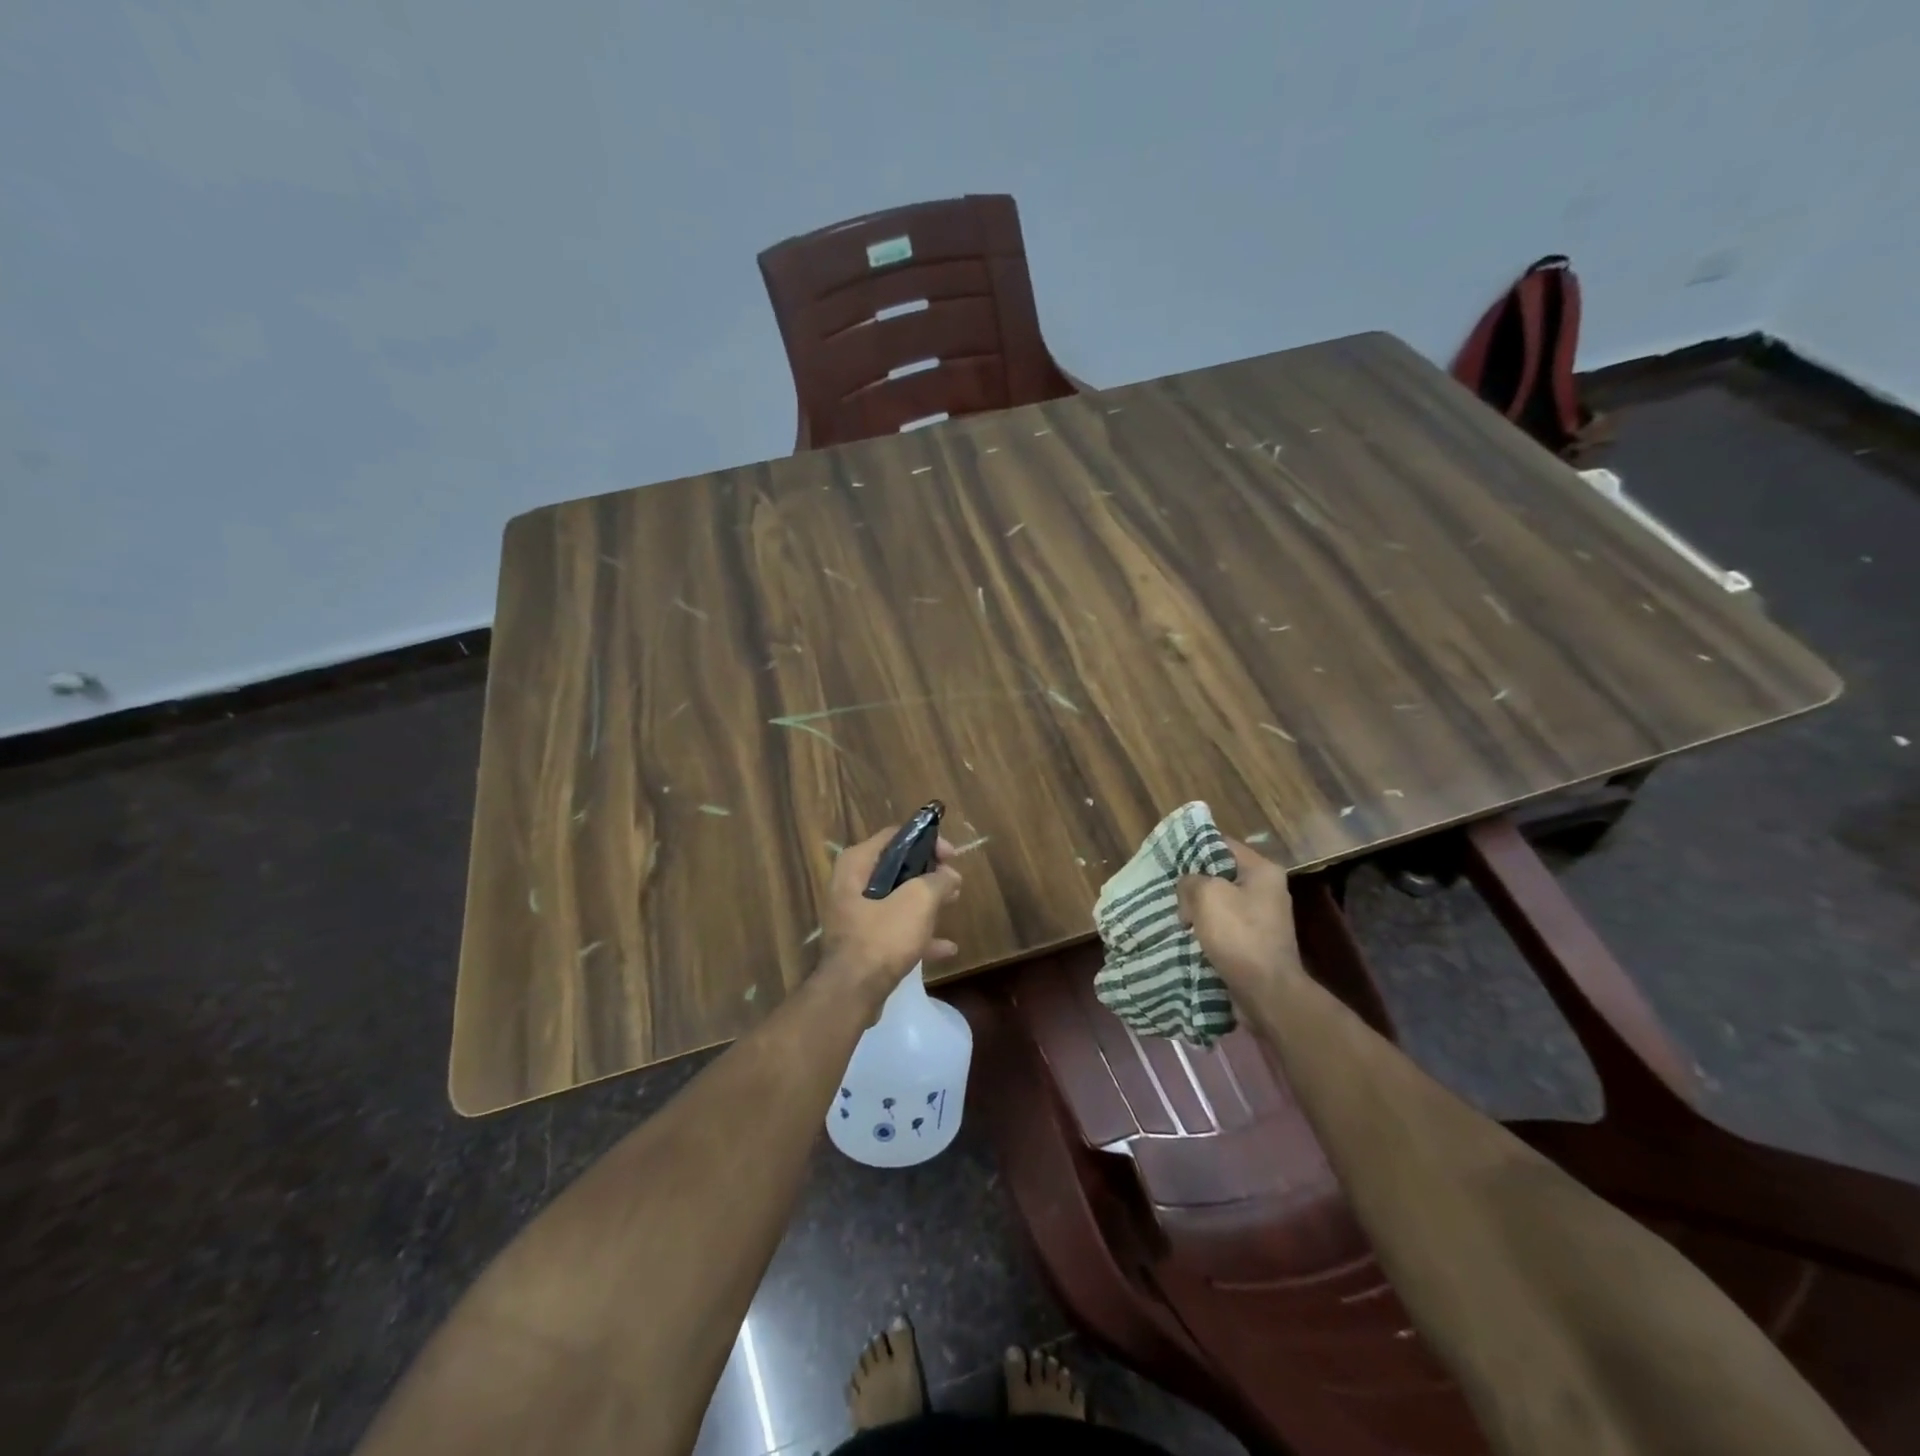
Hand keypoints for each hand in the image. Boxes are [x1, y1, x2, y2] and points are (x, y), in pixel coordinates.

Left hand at [817, 825, 962, 995]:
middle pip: (896, 867)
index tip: (951, 855)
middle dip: (928, 873)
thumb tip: (950, 876)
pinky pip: (894, 929)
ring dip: (926, 901)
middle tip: (953, 881)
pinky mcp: (862, 943)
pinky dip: (918, 934)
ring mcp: (855, 915)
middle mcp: (850, 884)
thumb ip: (938, 881)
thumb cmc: (883, 936)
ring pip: (897, 899)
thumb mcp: (918, 901)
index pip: (895, 836)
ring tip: (954, 903)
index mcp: (857, 864)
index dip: (927, 841)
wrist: (852, 991)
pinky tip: (946, 948)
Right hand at [1176, 836, 1301, 990]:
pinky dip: (1207, 930)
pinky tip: (1189, 935)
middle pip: (1221, 874)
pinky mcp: (1255, 942)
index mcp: (1262, 871)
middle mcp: (1267, 890)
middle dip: (1194, 883)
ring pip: (1220, 903)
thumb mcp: (1206, 895)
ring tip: (1176, 915)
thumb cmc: (1238, 935)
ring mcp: (1263, 918)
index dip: (1194, 847)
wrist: (1266, 992)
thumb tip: (1188, 887)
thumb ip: (1190, 881)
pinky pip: (1225, 926)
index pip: (1223, 844)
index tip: (1169, 857)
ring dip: (1198, 909)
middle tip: (1169, 890)